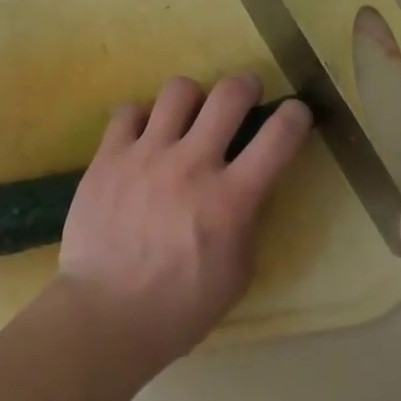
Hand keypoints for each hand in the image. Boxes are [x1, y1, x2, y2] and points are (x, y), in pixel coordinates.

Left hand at [57, 74, 312, 373]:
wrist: (103, 316)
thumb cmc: (178, 307)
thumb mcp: (236, 274)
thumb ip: (247, 222)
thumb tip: (248, 186)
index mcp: (230, 199)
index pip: (278, 138)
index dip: (296, 116)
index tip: (296, 112)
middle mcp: (192, 164)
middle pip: (229, 94)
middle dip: (246, 85)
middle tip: (245, 93)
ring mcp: (147, 154)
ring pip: (179, 90)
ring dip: (192, 98)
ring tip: (189, 115)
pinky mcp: (110, 155)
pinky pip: (129, 110)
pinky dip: (141, 118)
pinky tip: (142, 137)